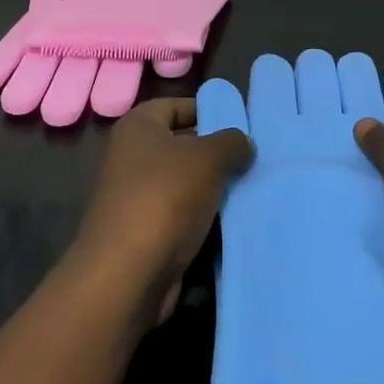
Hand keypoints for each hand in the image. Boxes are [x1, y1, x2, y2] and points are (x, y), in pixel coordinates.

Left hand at [72, 98, 252, 322]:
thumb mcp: (207, 158)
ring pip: (188, 184)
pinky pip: (185, 216)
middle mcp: (133, 157)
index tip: (242, 124)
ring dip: (216, 189)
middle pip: (184, 145)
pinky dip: (207, 218)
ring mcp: (138, 198)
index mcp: (138, 127)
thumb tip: (243, 143)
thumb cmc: (164, 199)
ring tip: (254, 187)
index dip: (208, 110)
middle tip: (255, 157)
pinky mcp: (148, 233)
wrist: (127, 277)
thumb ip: (231, 142)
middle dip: (218, 152)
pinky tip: (237, 220)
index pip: (177, 106)